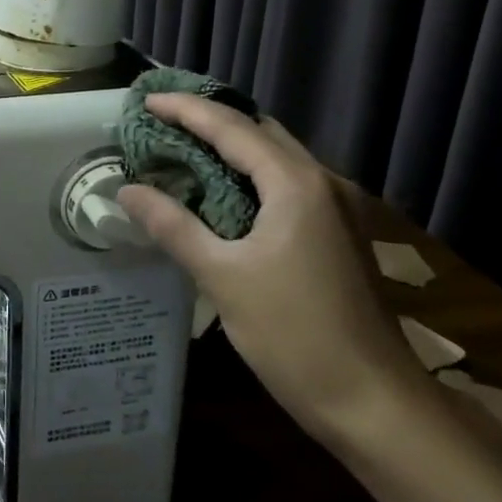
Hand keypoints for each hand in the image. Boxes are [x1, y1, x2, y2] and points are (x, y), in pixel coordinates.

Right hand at [116, 94, 429, 440]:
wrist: (375, 402)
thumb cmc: (295, 336)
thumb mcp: (223, 278)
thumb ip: (173, 226)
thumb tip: (127, 190)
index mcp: (296, 184)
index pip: (231, 127)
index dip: (186, 109)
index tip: (146, 99)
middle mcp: (322, 182)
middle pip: (260, 132)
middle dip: (210, 121)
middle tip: (161, 121)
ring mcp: (337, 208)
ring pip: (276, 158)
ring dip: (231, 148)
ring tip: (183, 149)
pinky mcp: (338, 233)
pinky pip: (287, 184)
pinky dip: (250, 176)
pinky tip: (222, 194)